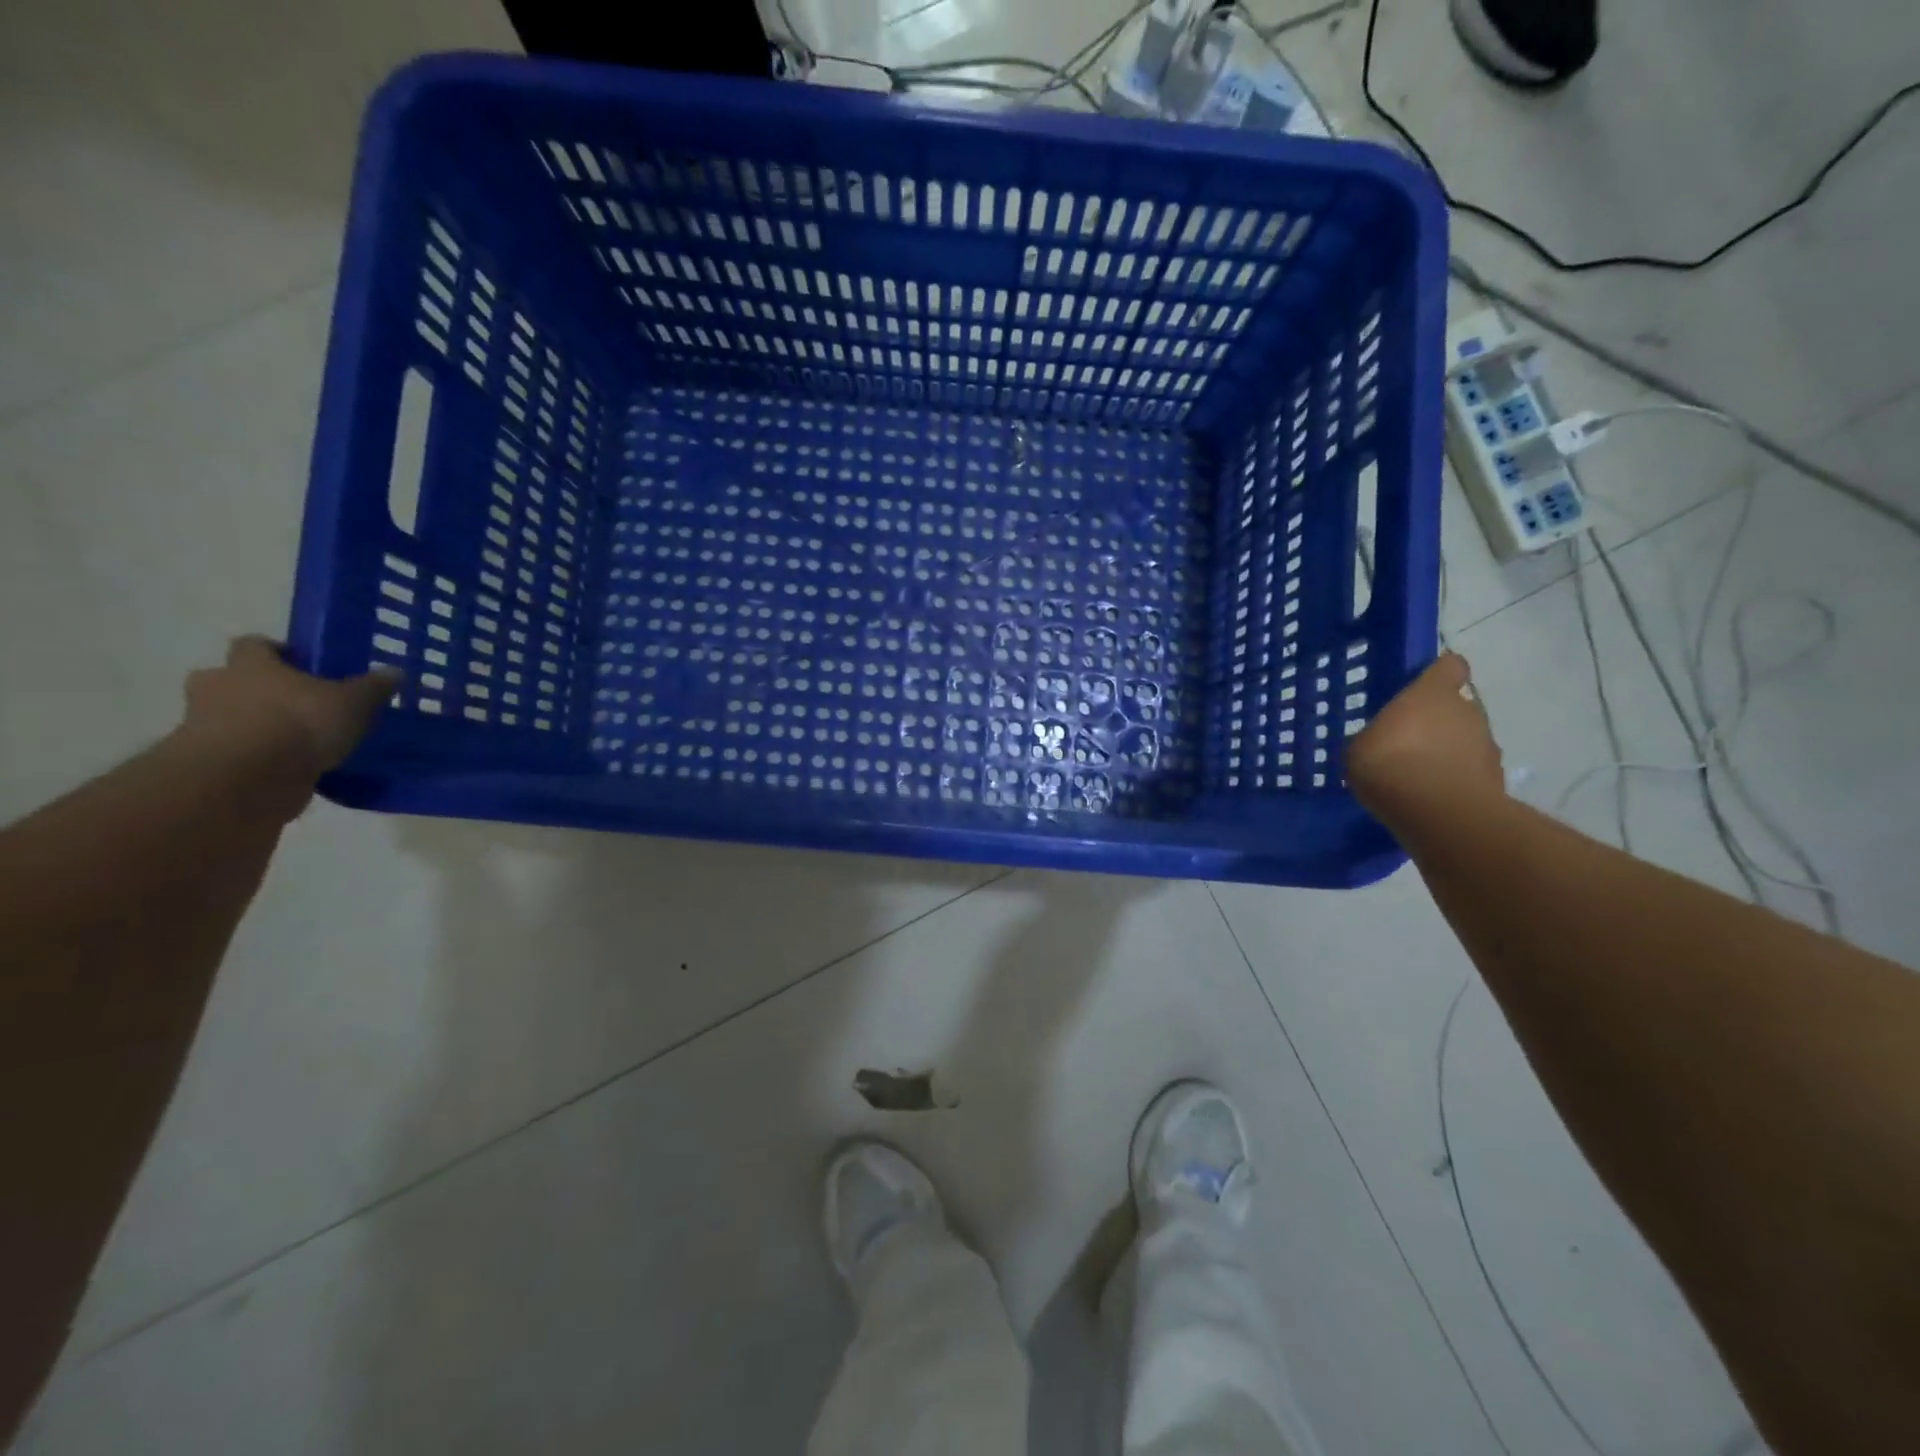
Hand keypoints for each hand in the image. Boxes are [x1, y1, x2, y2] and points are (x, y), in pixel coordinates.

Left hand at [175, 637, 399, 781]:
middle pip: (233, 680)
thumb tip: (394, 672)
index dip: (278, 652)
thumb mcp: (353, 702)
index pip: (255, 645)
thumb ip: (372, 687)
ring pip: (232, 718)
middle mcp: (218, 688)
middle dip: (259, 690)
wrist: (245, 780)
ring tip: (302, 742)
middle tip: (299, 704)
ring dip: (259, 726)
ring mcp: (204, 727)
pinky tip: (294, 769)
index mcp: (250, 665)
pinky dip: (260, 758)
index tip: (305, 665)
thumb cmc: (298, 723)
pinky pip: (238, 753)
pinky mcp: (209, 763)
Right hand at [1346, 652, 1503, 822]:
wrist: (1437, 812)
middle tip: (1411, 742)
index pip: (1449, 666)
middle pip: (1459, 707)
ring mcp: (1488, 746)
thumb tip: (1380, 742)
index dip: (1440, 674)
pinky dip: (1457, 780)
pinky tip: (1433, 797)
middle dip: (1440, 721)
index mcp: (1432, 694)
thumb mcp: (1359, 748)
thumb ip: (1375, 738)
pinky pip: (1472, 772)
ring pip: (1469, 740)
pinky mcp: (1496, 780)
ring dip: (1450, 752)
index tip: (1426, 685)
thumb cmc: (1389, 763)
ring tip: (1421, 775)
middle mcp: (1467, 711)